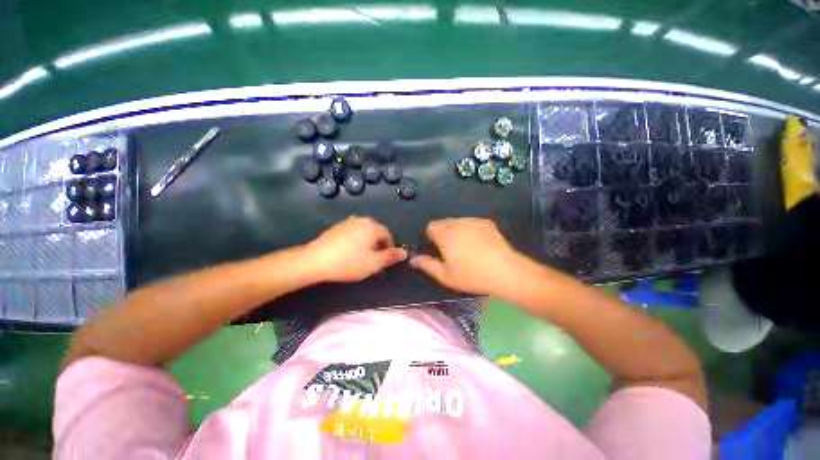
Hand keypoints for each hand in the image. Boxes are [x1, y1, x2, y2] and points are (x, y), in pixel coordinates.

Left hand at [303, 217, 406, 282]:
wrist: (315, 260)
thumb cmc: (349, 262)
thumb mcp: (374, 263)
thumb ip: (390, 257)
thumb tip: (404, 252)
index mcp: (372, 226)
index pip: (388, 235)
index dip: (389, 248)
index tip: (385, 261)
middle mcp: (361, 220)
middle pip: (376, 232)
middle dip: (378, 246)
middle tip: (374, 261)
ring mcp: (347, 222)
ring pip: (364, 233)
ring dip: (366, 244)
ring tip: (361, 258)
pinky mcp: (336, 228)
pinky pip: (352, 234)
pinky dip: (355, 242)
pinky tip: (348, 254)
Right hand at [410, 218, 522, 295]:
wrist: (506, 272)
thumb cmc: (472, 276)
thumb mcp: (445, 276)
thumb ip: (427, 265)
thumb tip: (413, 259)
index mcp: (445, 235)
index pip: (430, 227)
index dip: (431, 237)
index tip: (437, 249)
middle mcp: (457, 223)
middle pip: (443, 222)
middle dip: (442, 233)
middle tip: (450, 250)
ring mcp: (473, 221)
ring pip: (457, 221)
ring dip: (455, 230)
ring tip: (464, 246)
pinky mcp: (486, 223)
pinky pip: (470, 222)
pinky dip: (468, 229)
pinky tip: (477, 242)